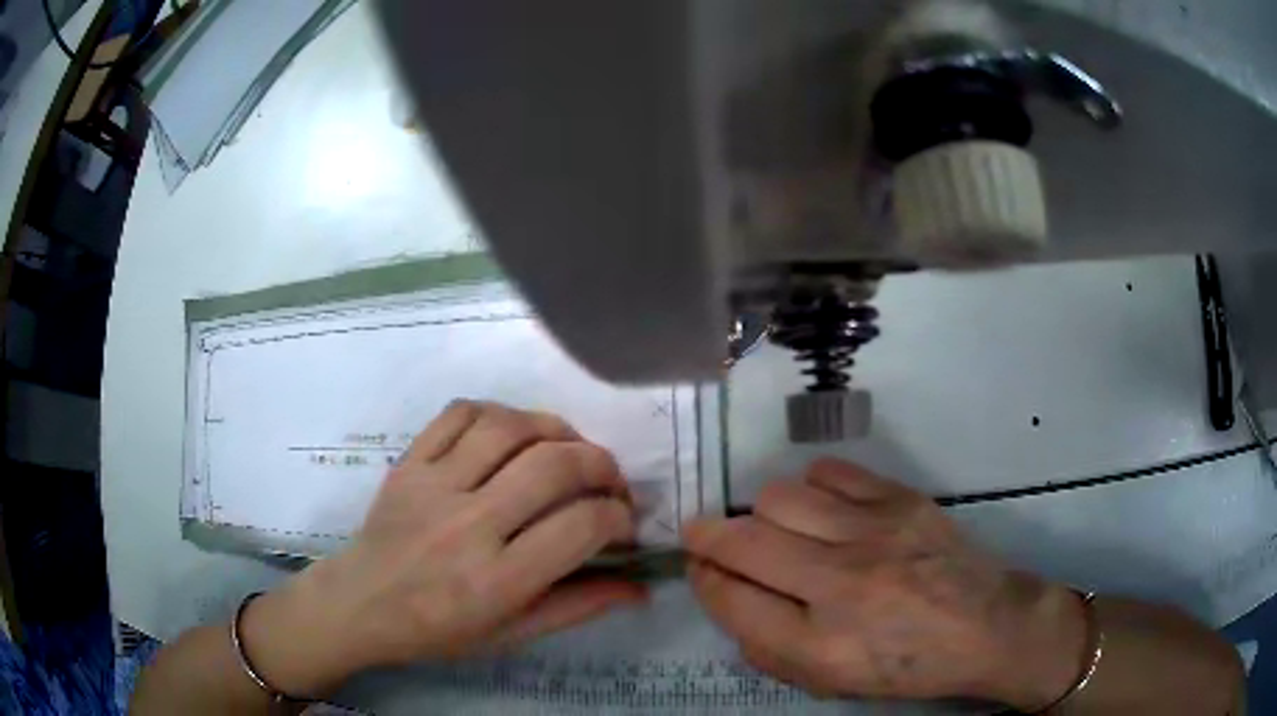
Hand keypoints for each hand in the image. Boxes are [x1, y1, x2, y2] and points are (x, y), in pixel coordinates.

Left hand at [240, 401, 645, 696]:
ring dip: (555, 429)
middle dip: (601, 465)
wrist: (360, 604)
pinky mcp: (409, 462)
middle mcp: (468, 526)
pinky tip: (514, 433)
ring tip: (569, 449)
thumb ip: (577, 607)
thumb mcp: (512, 634)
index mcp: (497, 581)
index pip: (581, 527)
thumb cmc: (438, 630)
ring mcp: (433, 486)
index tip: (622, 522)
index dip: (618, 517)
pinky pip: (460, 413)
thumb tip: (640, 588)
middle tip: (609, 481)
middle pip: (553, 466)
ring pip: (509, 428)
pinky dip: (499, 413)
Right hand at [683, 459, 1086, 710]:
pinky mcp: (900, 499)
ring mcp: (873, 534)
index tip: (701, 568)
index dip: (703, 579)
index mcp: (819, 645)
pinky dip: (810, 489)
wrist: (987, 625)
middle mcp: (840, 585)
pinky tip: (821, 509)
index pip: (730, 599)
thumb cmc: (906, 666)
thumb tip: (728, 596)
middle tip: (714, 542)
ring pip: (779, 498)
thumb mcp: (830, 683)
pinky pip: (828, 473)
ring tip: (779, 529)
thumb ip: (767, 648)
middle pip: (743, 541)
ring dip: (762, 515)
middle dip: (710, 538)